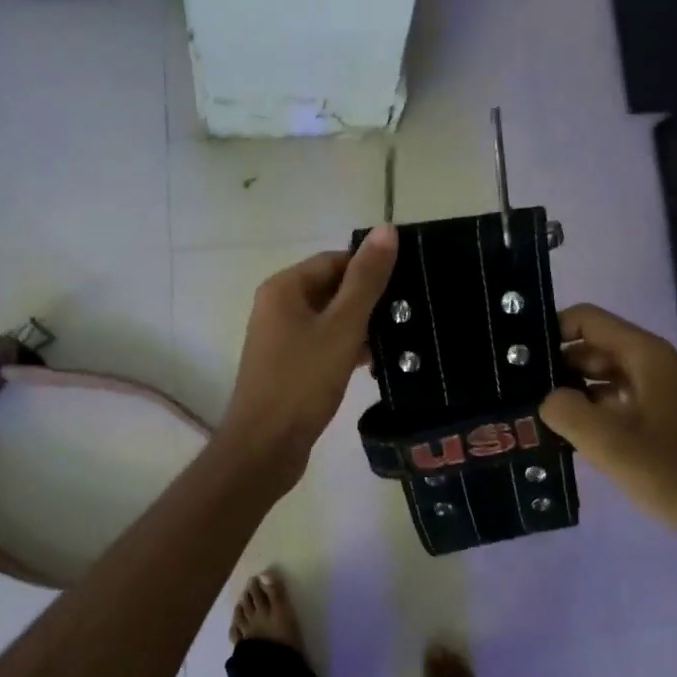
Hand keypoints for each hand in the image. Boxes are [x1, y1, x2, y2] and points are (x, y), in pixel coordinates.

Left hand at [217, 227, 398, 482]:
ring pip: (331, 319)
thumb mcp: (342, 327)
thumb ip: (366, 280)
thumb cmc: (302, 382)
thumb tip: (385, 229)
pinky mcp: (289, 366)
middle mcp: (278, 306)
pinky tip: (376, 364)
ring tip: (403, 339)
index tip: (408, 283)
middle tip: (411, 313)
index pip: (335, 260)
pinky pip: (324, 344)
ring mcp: (281, 338)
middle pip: (333, 288)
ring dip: (362, 327)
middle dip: (370, 300)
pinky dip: (348, 349)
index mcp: (284, 288)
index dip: (370, 268)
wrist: (265, 447)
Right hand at [540, 304, 676, 544]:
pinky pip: (611, 400)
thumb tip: (545, 399)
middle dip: (556, 363)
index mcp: (644, 354)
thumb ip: (565, 410)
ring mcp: (655, 390)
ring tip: (530, 409)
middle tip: (516, 388)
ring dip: (568, 389)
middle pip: (591, 346)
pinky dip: (587, 409)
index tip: (518, 356)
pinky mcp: (655, 417)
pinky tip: (560, 431)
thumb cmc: (669, 472)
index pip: (587, 320)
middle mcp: (650, 363)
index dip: (551, 330)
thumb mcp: (607, 441)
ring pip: (599, 375)